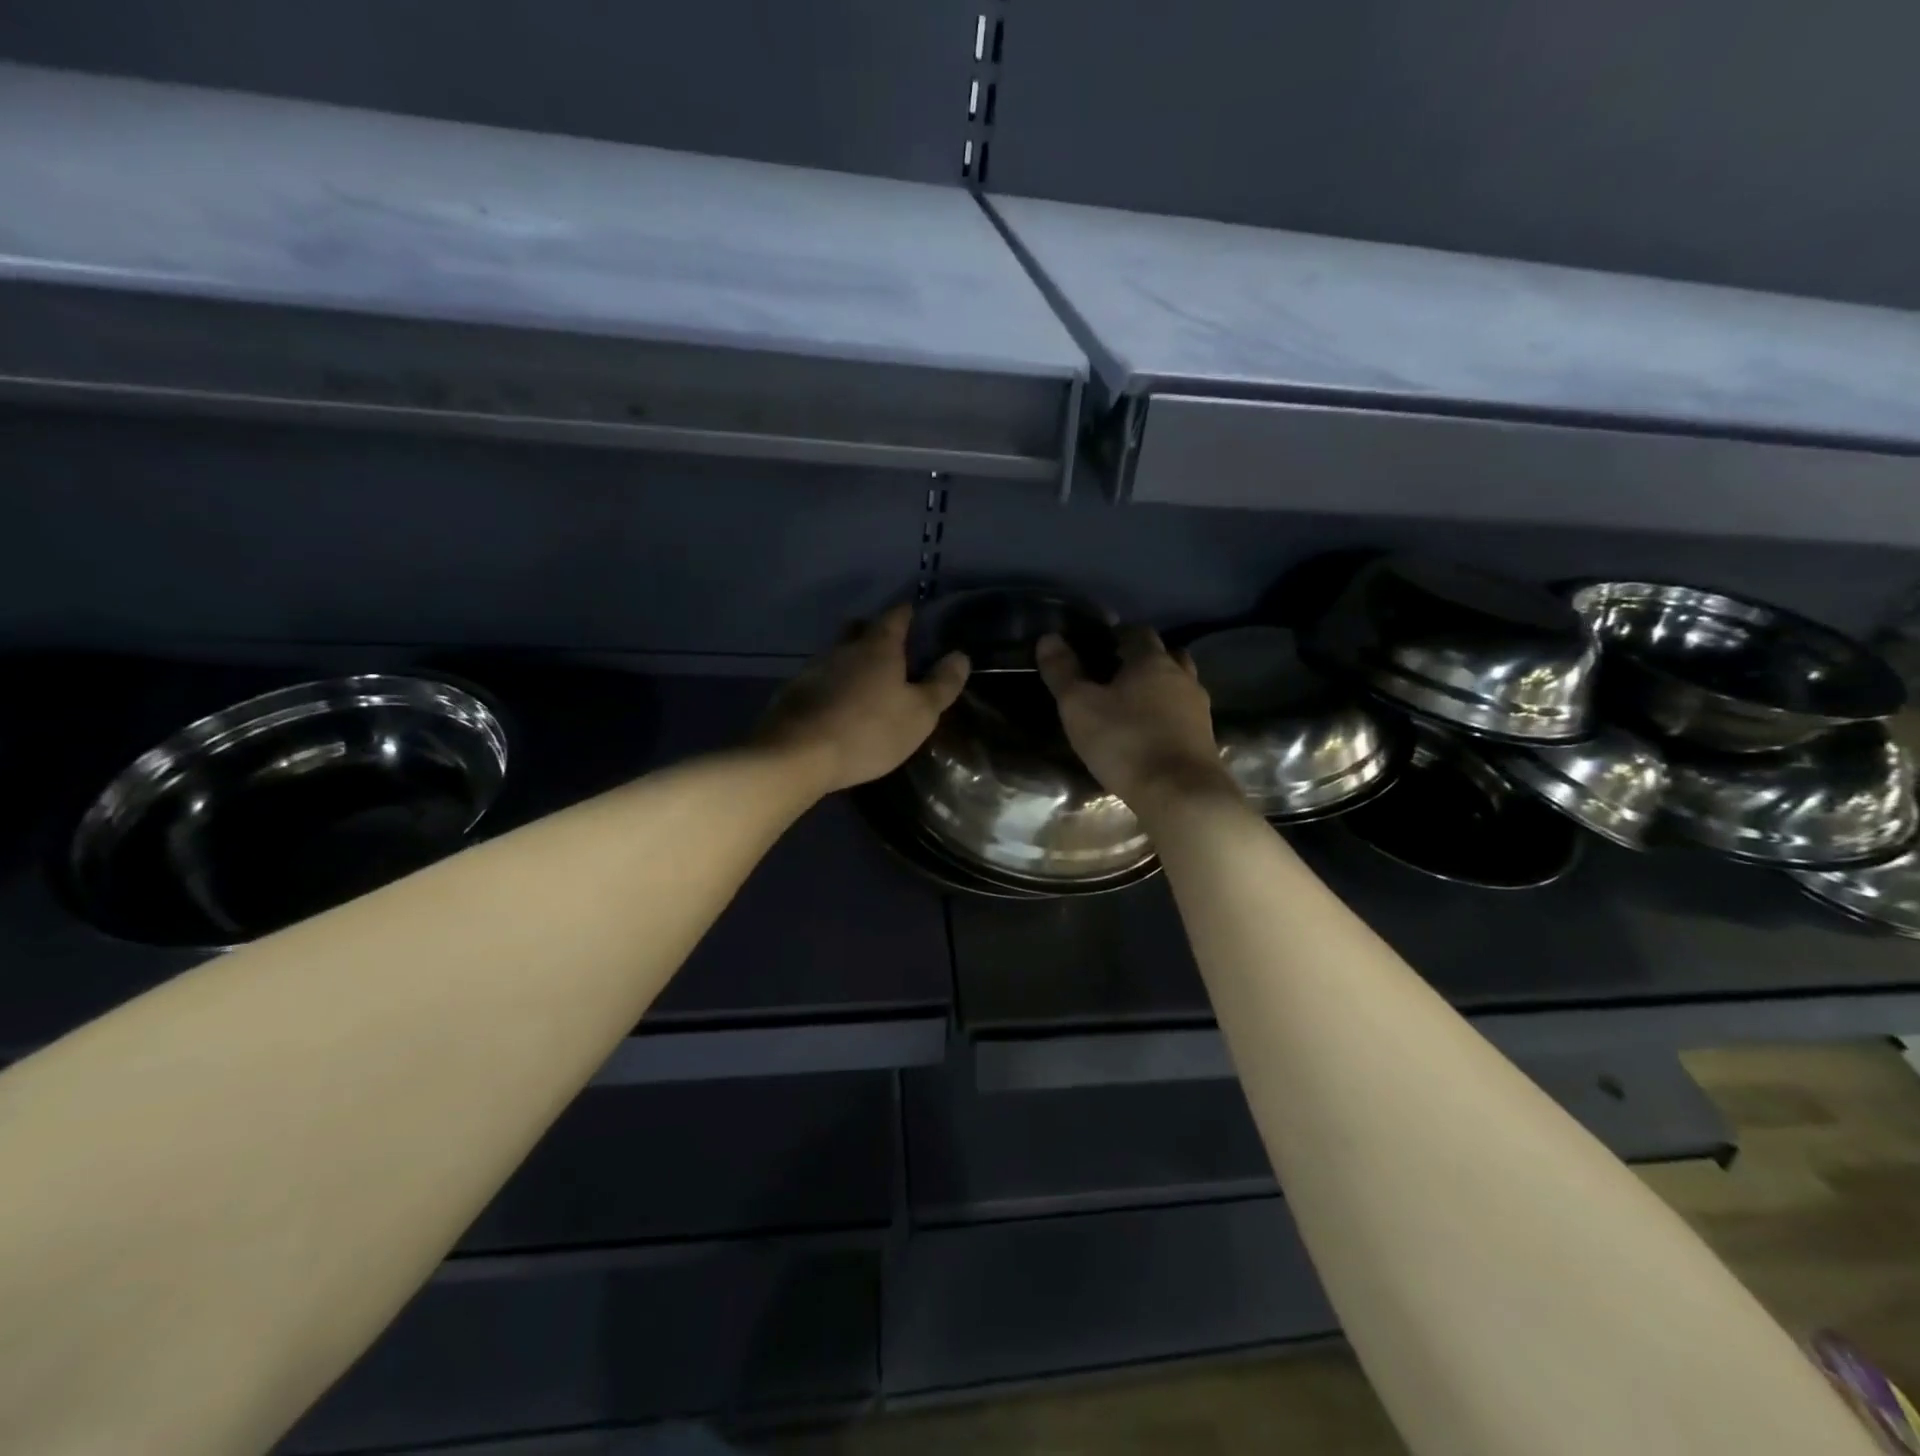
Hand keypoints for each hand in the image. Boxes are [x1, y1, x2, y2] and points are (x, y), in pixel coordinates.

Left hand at [755, 604, 970, 793]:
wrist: (797, 755)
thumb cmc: (868, 730)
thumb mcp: (919, 713)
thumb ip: (941, 684)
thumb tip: (960, 656)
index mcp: (877, 647)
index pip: (895, 617)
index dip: (906, 613)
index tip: (913, 613)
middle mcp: (842, 649)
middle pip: (858, 629)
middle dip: (873, 632)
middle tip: (889, 646)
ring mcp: (813, 669)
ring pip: (836, 655)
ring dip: (850, 662)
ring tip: (864, 681)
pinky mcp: (792, 694)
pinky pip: (819, 680)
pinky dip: (831, 686)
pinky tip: (836, 705)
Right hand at [1036, 625, 1231, 809]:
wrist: (1181, 794)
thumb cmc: (1125, 742)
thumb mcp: (1080, 707)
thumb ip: (1062, 671)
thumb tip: (1048, 638)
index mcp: (1151, 661)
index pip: (1137, 633)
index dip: (1117, 636)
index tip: (1098, 647)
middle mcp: (1181, 676)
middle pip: (1166, 655)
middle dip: (1143, 659)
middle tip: (1116, 674)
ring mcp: (1199, 708)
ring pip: (1180, 684)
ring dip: (1160, 687)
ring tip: (1134, 704)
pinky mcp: (1206, 738)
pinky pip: (1185, 714)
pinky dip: (1170, 714)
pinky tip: (1152, 732)